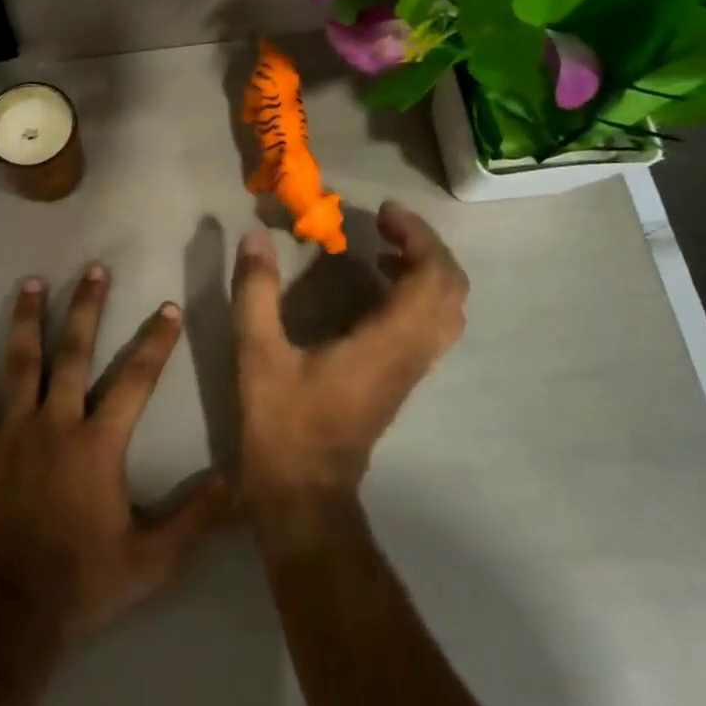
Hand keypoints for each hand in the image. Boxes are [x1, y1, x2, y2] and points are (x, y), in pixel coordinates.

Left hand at [0, 265, 234, 646]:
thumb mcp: (153, 560)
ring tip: (32, 282)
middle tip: (94, 270)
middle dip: (87, 308)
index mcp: (99, 444)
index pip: (136, 380)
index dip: (156, 342)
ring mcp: (12, 432)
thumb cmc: (83, 582)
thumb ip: (196, 519)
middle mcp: (56, 423)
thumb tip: (239, 482)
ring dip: (27, 320)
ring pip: (21, 363)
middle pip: (74, 353)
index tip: (168, 308)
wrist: (9, 612)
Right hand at [231, 201, 468, 510]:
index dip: (418, 237)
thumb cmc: (283, 423)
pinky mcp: (401, 380)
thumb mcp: (258, 353)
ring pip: (446, 310)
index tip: (383, 212)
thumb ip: (256, 292)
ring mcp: (411, 370)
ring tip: (382, 249)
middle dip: (426, 247)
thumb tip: (254, 237)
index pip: (433, 278)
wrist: (305, 492)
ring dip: (425, 270)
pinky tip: (376, 288)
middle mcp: (412, 354)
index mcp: (387, 343)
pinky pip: (431, 326)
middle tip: (384, 224)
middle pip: (451, 290)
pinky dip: (417, 294)